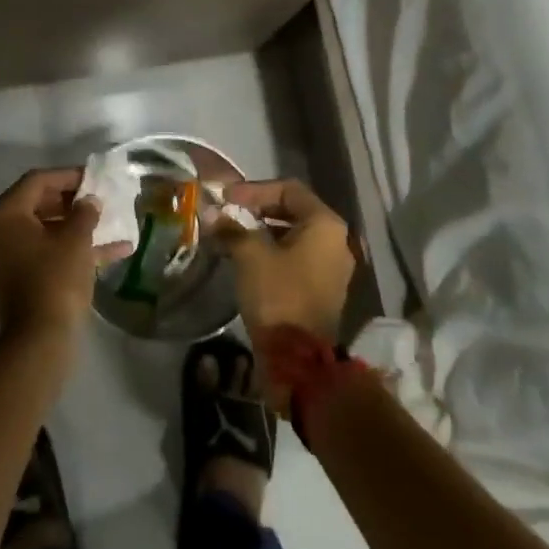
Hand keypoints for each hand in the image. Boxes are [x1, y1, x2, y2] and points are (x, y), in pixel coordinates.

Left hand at [0, 168, 129, 348]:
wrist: (40, 339)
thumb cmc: (56, 278)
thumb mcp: (76, 239)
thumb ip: (85, 212)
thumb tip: (89, 201)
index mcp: (5, 214)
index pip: (37, 181)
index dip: (68, 175)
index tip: (94, 177)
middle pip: (39, 203)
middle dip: (73, 201)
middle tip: (100, 198)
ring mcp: (8, 257)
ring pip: (46, 230)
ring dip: (78, 226)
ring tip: (110, 222)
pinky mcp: (20, 278)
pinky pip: (47, 252)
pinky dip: (74, 249)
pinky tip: (114, 251)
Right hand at [217, 178, 354, 342]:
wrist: (299, 359)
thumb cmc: (278, 295)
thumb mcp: (250, 256)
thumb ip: (232, 229)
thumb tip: (212, 215)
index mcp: (325, 225)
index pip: (289, 189)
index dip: (254, 189)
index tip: (226, 198)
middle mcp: (337, 240)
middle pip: (294, 210)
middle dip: (259, 208)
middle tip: (229, 212)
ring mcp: (333, 267)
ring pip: (295, 235)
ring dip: (264, 230)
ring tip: (234, 233)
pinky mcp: (324, 288)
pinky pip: (298, 257)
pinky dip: (273, 250)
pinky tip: (248, 257)